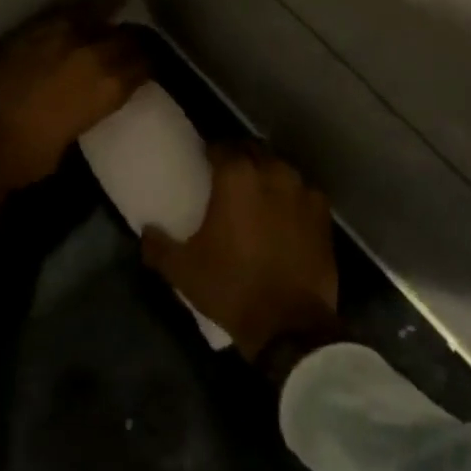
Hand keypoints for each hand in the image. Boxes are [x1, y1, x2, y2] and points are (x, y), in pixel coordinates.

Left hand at [0, 16, 148, 199]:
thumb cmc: (27, 157)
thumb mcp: (74, 134)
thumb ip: (91, 105)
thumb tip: (94, 93)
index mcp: (105, 84)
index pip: (143, 60)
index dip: (148, 63)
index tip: (148, 68)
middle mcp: (86, 51)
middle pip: (123, 35)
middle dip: (129, 43)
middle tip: (129, 53)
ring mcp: (53, 37)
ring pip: (90, 22)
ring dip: (97, 32)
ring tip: (96, 43)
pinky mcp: (24, 33)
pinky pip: (57, 23)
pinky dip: (67, 30)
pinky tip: (63, 41)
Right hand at [142, 142, 337, 360]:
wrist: (290, 324)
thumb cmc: (232, 288)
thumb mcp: (183, 271)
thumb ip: (158, 246)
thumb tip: (146, 231)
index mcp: (237, 177)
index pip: (222, 146)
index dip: (211, 151)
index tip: (203, 163)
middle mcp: (273, 173)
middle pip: (254, 150)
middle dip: (240, 157)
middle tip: (226, 177)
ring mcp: (303, 192)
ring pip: (280, 169)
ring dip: (266, 174)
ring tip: (256, 195)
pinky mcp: (324, 215)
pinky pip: (303, 193)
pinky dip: (291, 197)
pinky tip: (283, 215)